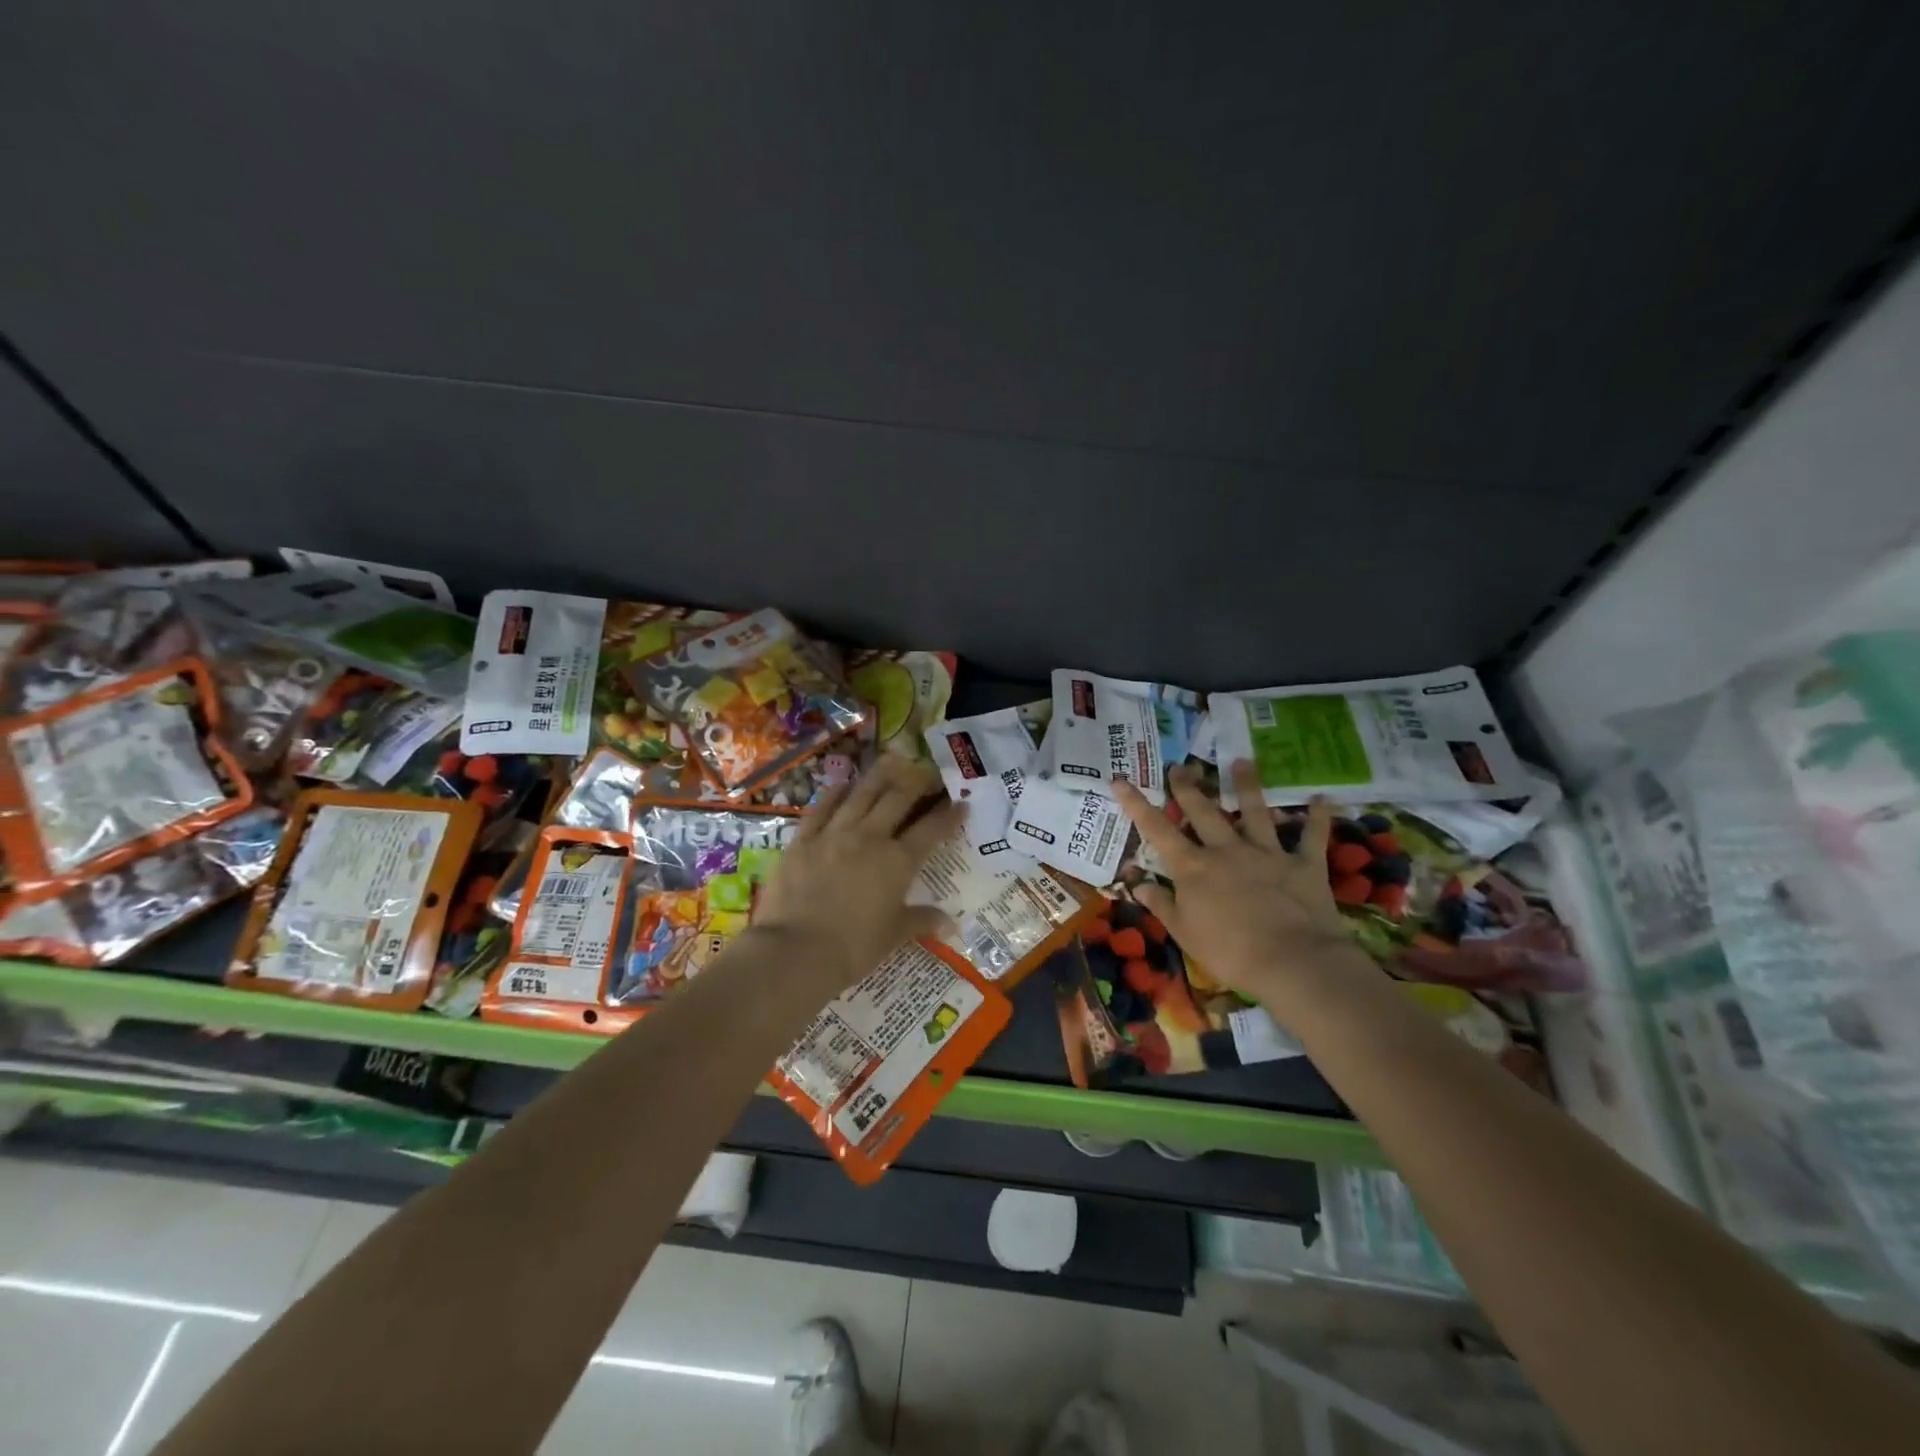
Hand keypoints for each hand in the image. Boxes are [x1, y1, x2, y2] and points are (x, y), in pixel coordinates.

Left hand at [752, 755, 964, 990]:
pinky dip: (835, 794)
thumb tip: (951, 924)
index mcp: (898, 862)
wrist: (796, 951)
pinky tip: (843, 785)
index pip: (931, 830)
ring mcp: (834, 834)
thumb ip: (921, 921)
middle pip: (897, 800)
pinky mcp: (803, 840)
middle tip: (927, 772)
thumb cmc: (853, 948)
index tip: (961, 803)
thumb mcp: (893, 936)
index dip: (949, 815)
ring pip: (861, 795)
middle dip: (916, 783)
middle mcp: (870, 838)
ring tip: (891, 761)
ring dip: (879, 776)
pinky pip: (822, 808)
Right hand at [1111, 761, 1372, 1003]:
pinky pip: (1312, 836)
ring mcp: (1267, 853)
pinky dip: (1318, 817)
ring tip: (1242, 761)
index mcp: (1193, 868)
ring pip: (1255, 812)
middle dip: (1189, 787)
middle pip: (1204, 811)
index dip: (1136, 804)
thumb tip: (1136, 885)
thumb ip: (1161, 905)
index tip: (1120, 780)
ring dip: (1247, 786)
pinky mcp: (1303, 864)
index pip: (1157, 830)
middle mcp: (1227, 850)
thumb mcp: (1184, 933)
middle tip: (1180, 766)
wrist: (1292, 962)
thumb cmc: (1230, 952)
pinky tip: (1322, 798)